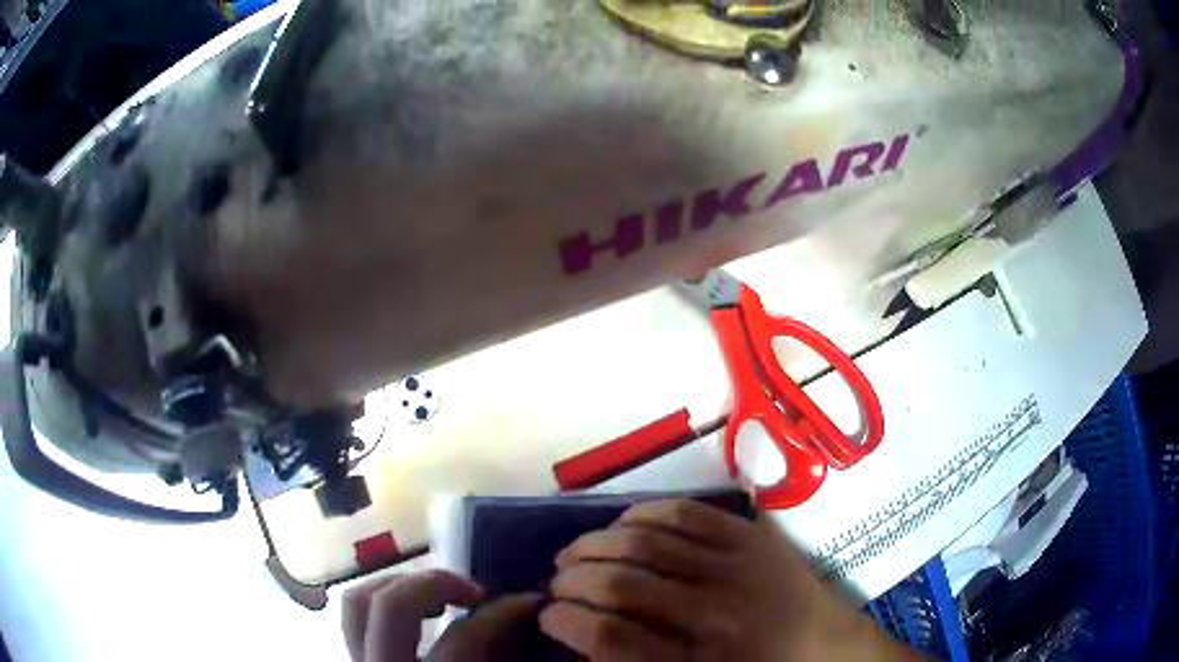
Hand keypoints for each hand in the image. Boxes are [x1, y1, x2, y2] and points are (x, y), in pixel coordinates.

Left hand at [342, 569, 541, 661]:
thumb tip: (540, 640)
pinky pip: (354, 620)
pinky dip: (378, 602)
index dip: (502, 613)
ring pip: (358, 604)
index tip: (530, 602)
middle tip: (474, 592)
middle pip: (392, 609)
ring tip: (436, 595)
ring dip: (398, 585)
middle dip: (436, 584)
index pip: (464, 639)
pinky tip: (412, 614)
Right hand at [539, 499, 921, 661]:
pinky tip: (621, 525)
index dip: (567, 622)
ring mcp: (738, 566)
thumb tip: (585, 636)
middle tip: (555, 581)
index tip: (546, 614)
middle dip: (573, 580)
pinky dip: (643, 515)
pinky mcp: (753, 537)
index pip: (612, 639)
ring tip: (575, 552)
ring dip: (598, 543)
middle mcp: (717, 611)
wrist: (828, 648)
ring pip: (648, 541)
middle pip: (623, 584)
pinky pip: (687, 513)